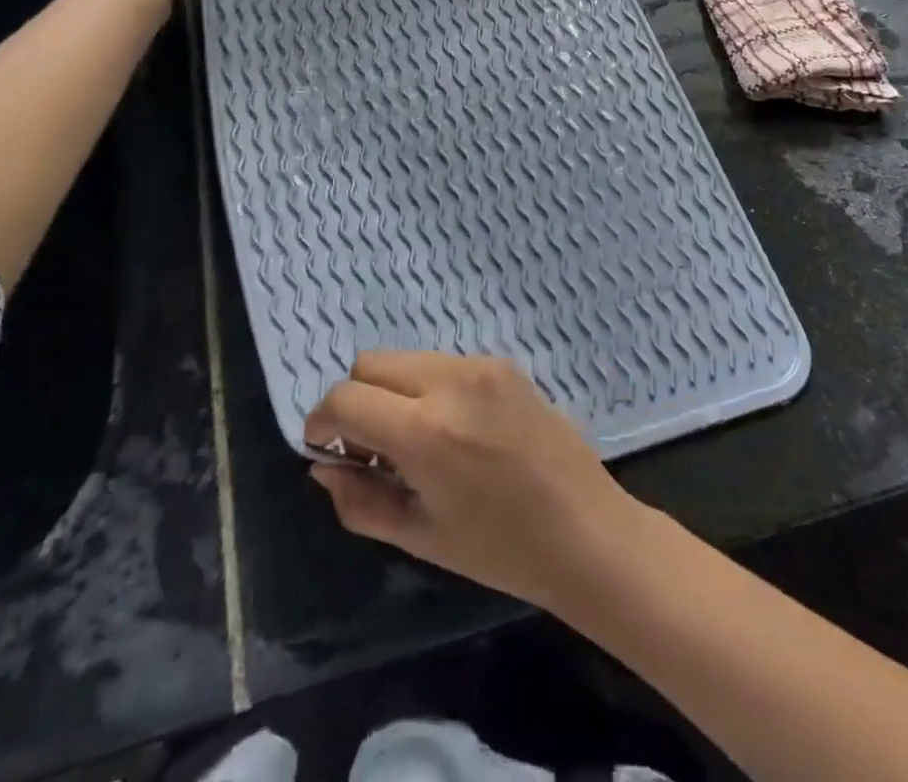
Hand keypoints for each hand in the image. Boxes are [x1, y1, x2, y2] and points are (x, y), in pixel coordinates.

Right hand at [305, 352, 644, 610]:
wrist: (586, 530)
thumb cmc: (501, 549)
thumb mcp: (420, 536)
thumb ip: (360, 501)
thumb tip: (322, 467)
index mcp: (425, 431)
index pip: (344, 398)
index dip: (321, 422)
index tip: (326, 448)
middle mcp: (448, 381)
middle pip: (369, 363)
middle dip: (355, 399)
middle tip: (370, 447)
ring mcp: (479, 365)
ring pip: (405, 358)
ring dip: (392, 391)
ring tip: (414, 439)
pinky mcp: (502, 362)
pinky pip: (442, 362)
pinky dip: (427, 387)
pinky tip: (452, 428)